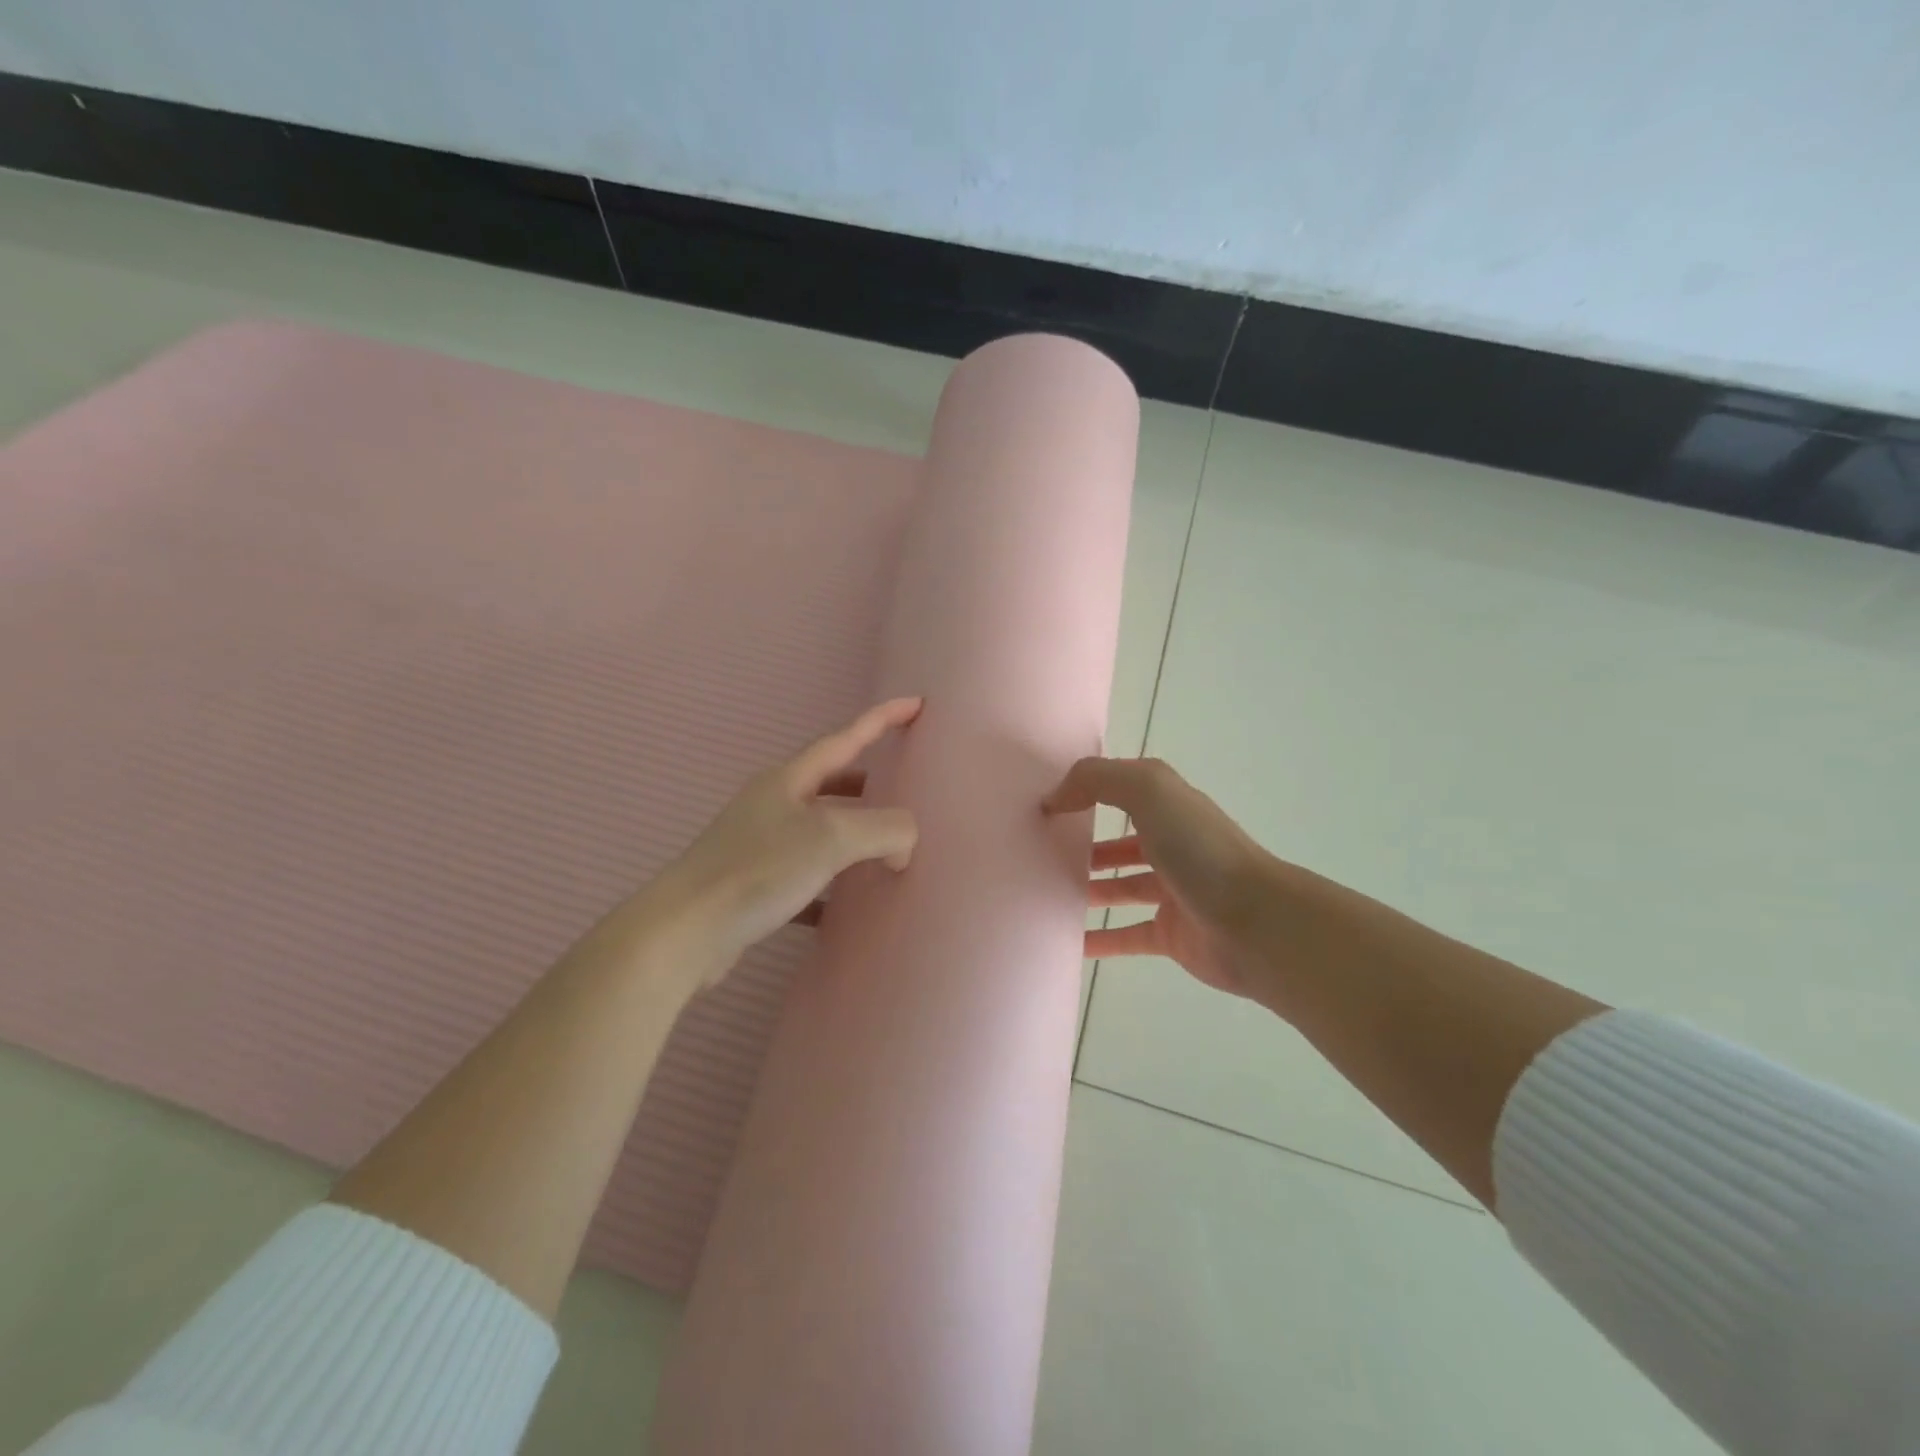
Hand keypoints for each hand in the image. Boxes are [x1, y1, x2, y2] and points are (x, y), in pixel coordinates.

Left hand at [650, 697, 922, 985]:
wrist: (685, 932)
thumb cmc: (759, 869)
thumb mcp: (832, 838)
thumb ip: (884, 829)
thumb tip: (903, 846)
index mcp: (789, 780)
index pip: (846, 739)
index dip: (882, 719)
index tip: (916, 703)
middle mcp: (772, 805)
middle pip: (829, 783)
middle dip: (867, 784)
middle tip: (901, 792)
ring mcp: (758, 845)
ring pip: (817, 830)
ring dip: (850, 835)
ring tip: (883, 852)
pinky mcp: (751, 884)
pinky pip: (803, 876)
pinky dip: (828, 885)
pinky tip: (844, 908)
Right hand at [1043, 757, 1274, 996]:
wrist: (1257, 924)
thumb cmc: (1201, 851)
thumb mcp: (1149, 792)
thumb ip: (1098, 780)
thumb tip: (1056, 797)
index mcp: (1170, 807)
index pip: (1123, 790)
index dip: (1087, 791)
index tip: (1046, 804)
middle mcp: (1173, 844)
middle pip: (1121, 840)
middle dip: (1085, 841)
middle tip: (1041, 852)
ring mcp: (1173, 891)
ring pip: (1122, 887)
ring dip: (1088, 888)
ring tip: (1046, 892)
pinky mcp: (1171, 934)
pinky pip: (1126, 935)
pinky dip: (1100, 938)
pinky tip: (1068, 941)